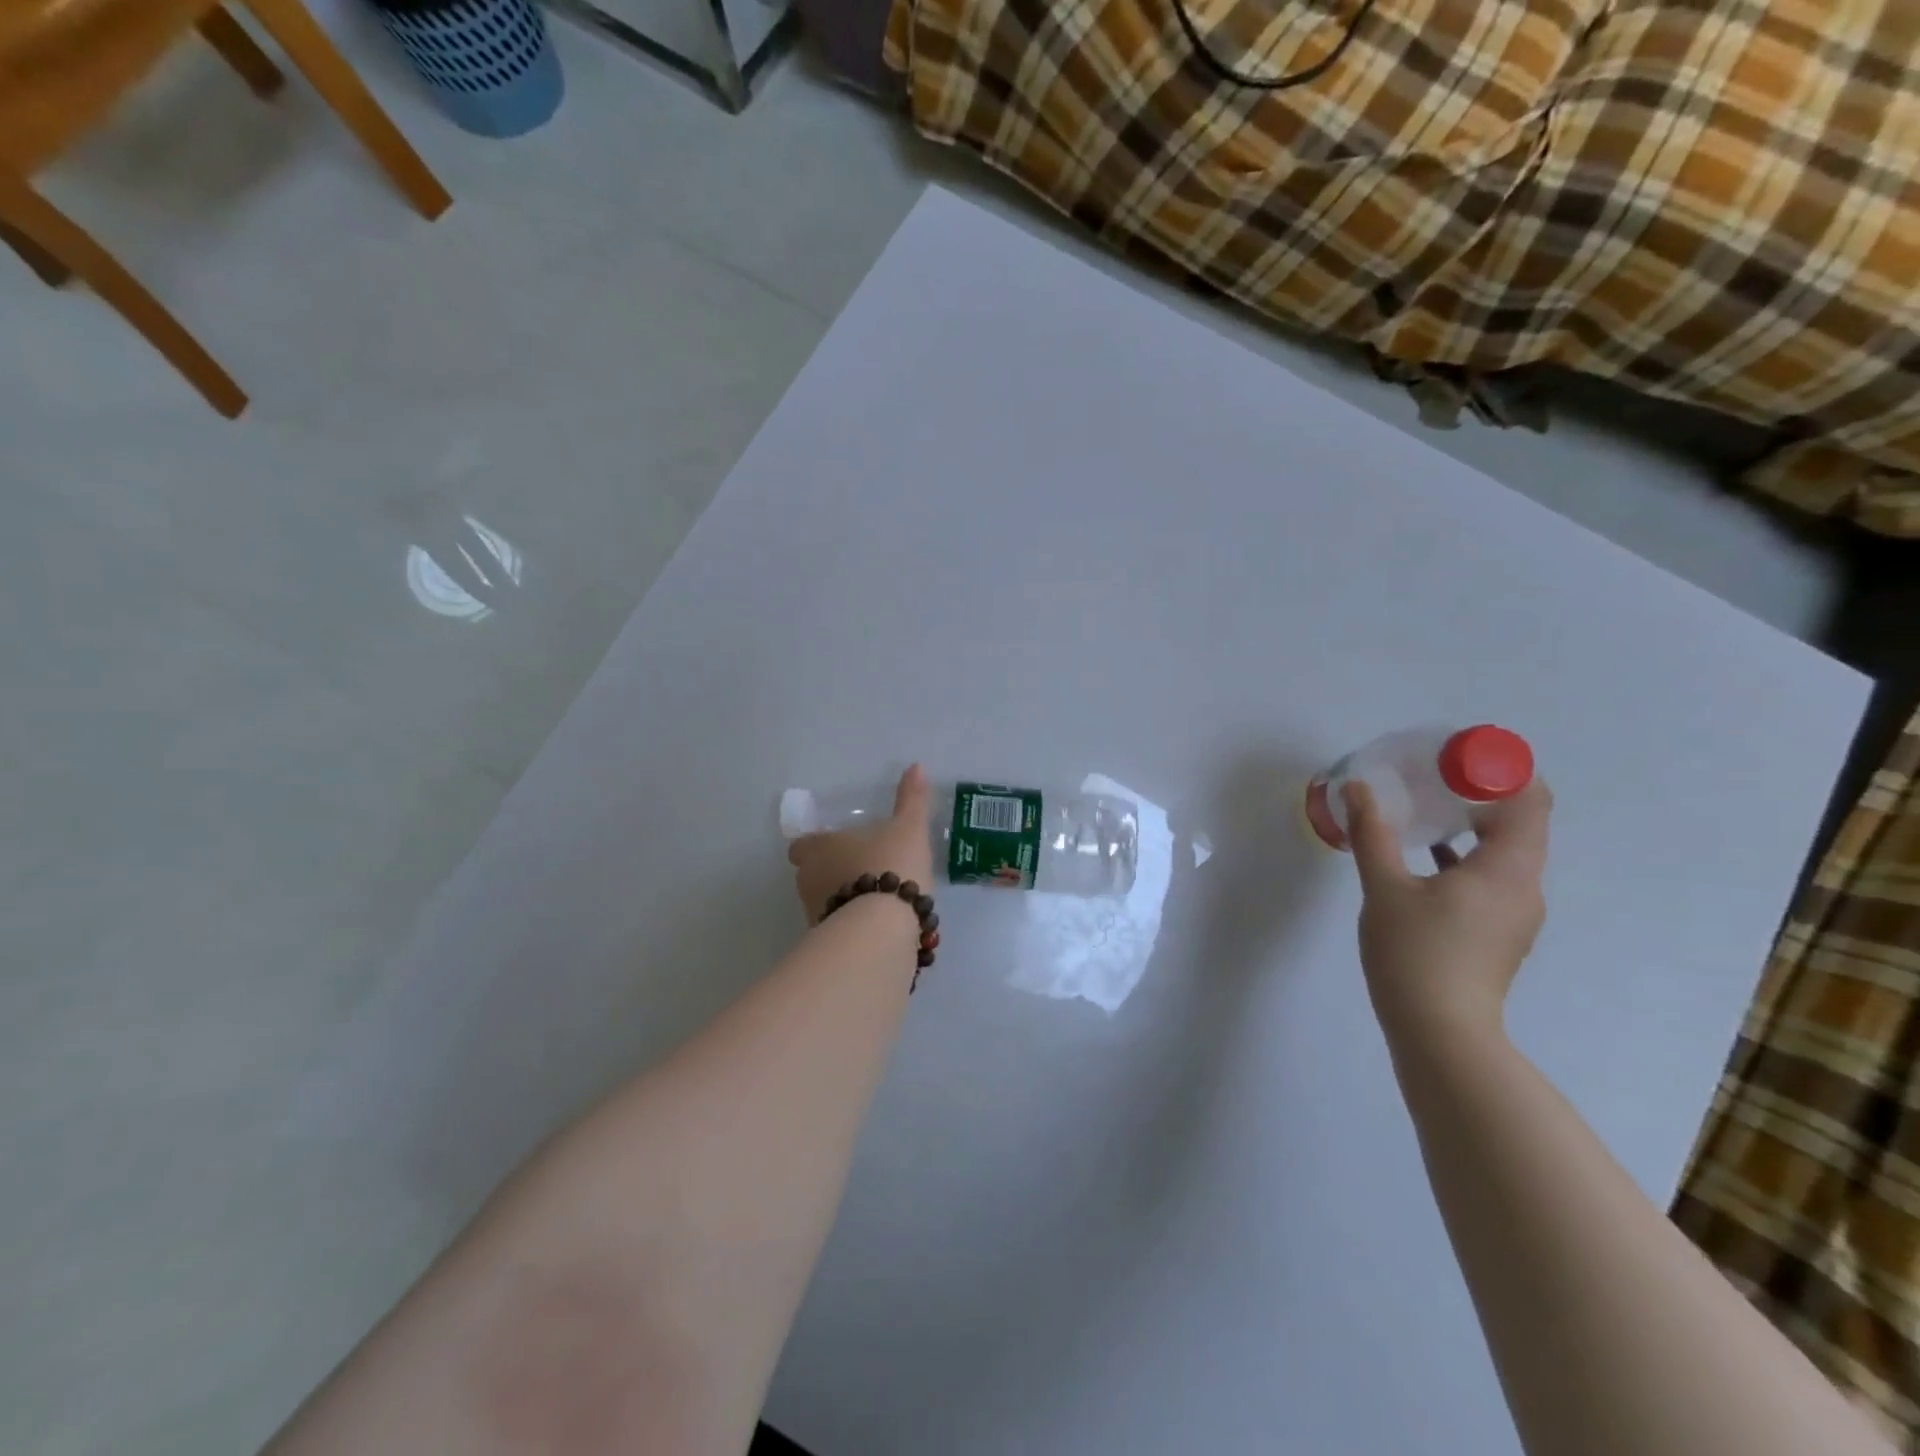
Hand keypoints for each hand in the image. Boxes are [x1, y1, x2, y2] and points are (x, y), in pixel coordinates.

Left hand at [788, 765, 936, 923]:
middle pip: (811, 873)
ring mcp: (815, 913)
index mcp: (819, 848)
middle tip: (862, 869)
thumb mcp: (909, 828)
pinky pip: (839, 927)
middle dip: (831, 872)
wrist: (883, 928)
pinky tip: (878, 925)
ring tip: (875, 899)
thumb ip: (912, 799)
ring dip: (843, 899)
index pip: (802, 845)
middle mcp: (808, 879)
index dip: (815, 844)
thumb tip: (916, 766)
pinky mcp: (830, 941)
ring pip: (825, 901)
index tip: (836, 845)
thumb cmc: (891, 866)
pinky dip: (853, 924)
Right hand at [1345, 778, 1551, 1041]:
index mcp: (1507, 869)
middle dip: (1479, 794)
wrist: (1439, 1031)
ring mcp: (1514, 914)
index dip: (1502, 771)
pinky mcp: (1497, 932)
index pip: (1529, 801)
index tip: (1458, 757)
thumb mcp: (1385, 888)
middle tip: (1431, 777)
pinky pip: (1489, 878)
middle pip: (1518, 824)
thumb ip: (1373, 834)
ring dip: (1470, 826)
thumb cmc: (1416, 953)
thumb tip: (1360, 788)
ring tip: (1425, 810)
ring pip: (1503, 853)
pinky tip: (1423, 857)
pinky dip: (1464, 857)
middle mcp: (1524, 887)